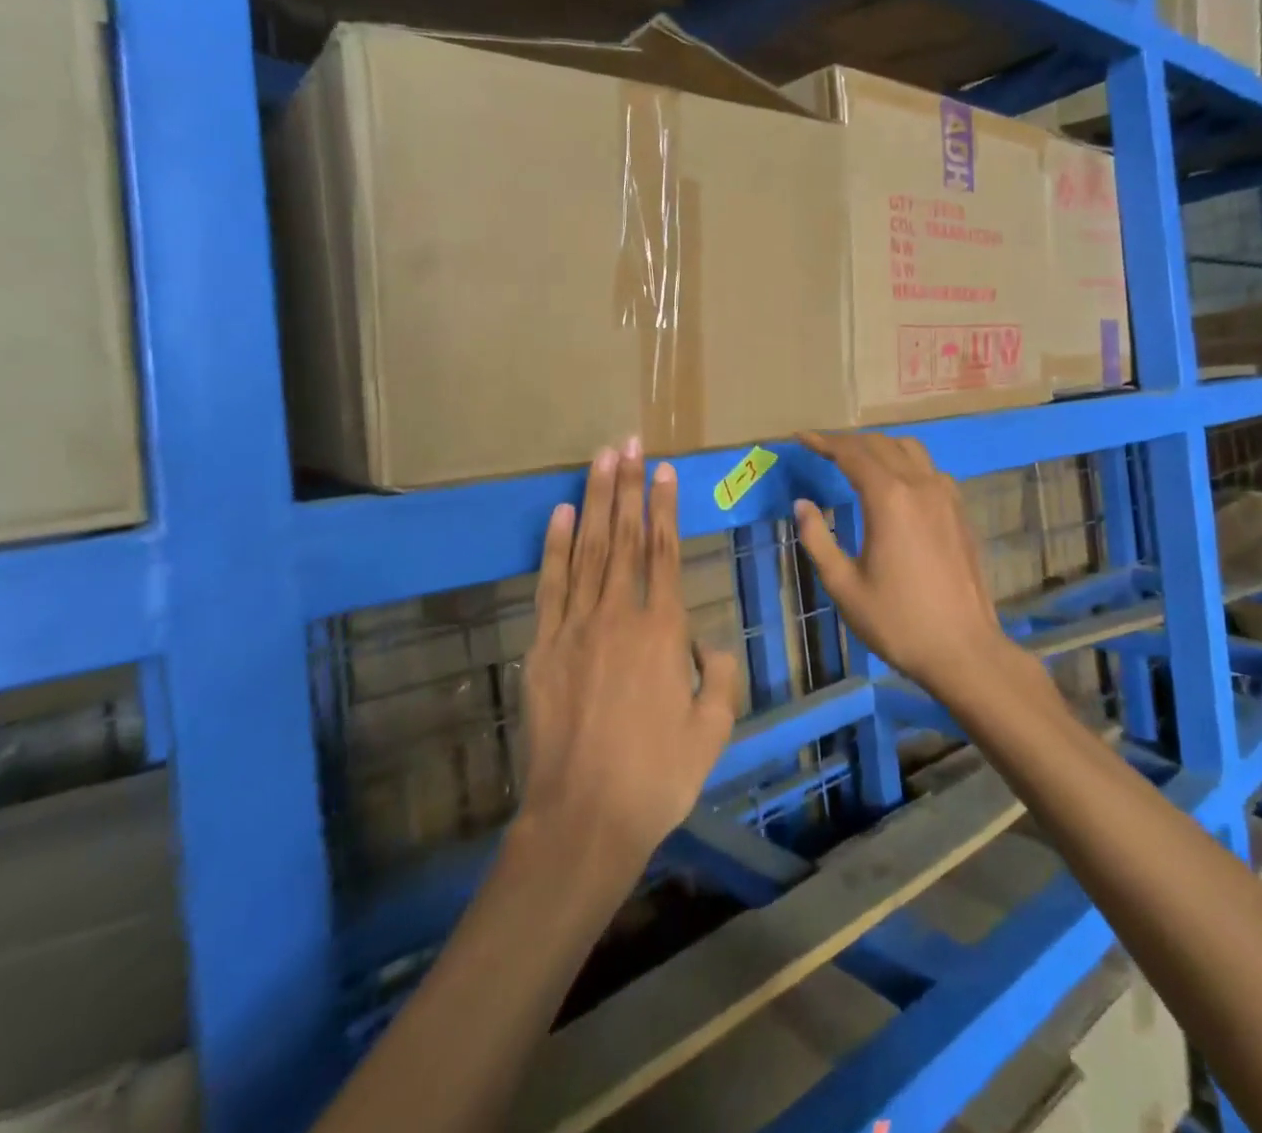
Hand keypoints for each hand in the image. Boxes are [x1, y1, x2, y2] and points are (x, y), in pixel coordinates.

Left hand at [517, 438, 741, 870]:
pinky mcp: (542, 646)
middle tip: (628, 443)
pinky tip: (559, 514)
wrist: (584, 817)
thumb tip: (706, 643)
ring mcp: (575, 627)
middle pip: (623, 537)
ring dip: (594, 501)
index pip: (664, 552)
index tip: (663, 469)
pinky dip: (554, 546)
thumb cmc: (657, 777)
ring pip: (587, 550)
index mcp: (663, 632)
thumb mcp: (713, 730)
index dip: (663, 507)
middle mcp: (618, 616)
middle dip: (627, 485)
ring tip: (600, 460)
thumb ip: (719, 676)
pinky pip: (550, 585)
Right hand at [793, 431, 1013, 699]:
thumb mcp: (844, 585)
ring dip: (879, 447)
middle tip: (821, 449)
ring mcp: (946, 496)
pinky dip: (905, 463)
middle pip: (880, 444)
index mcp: (888, 499)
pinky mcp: (960, 512)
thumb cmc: (897, 621)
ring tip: (857, 460)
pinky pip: (930, 470)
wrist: (964, 649)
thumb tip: (802, 504)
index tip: (801, 439)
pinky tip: (895, 485)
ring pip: (911, 450)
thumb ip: (818, 539)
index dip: (824, 442)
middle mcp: (920, 486)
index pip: (851, 454)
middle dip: (848, 442)